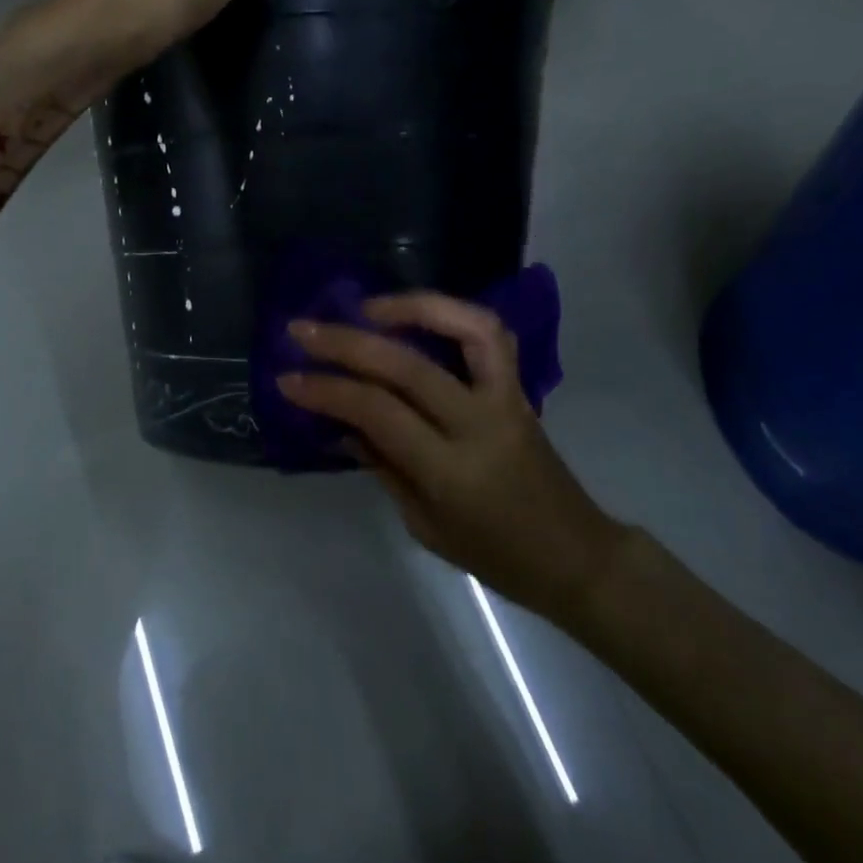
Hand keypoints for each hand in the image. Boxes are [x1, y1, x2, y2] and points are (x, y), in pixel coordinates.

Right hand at [280, 293, 623, 619]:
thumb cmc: (494, 555)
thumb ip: (382, 464)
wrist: (575, 556)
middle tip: (302, 329)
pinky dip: (451, 312)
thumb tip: (340, 418)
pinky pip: (489, 334)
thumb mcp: (424, 524)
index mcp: (450, 471)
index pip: (378, 413)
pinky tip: (416, 313)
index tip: (288, 378)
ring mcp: (505, 398)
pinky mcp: (519, 386)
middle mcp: (479, 424)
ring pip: (465, 329)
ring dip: (411, 307)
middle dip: (346, 342)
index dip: (328, 390)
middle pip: (407, 366)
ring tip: (367, 306)